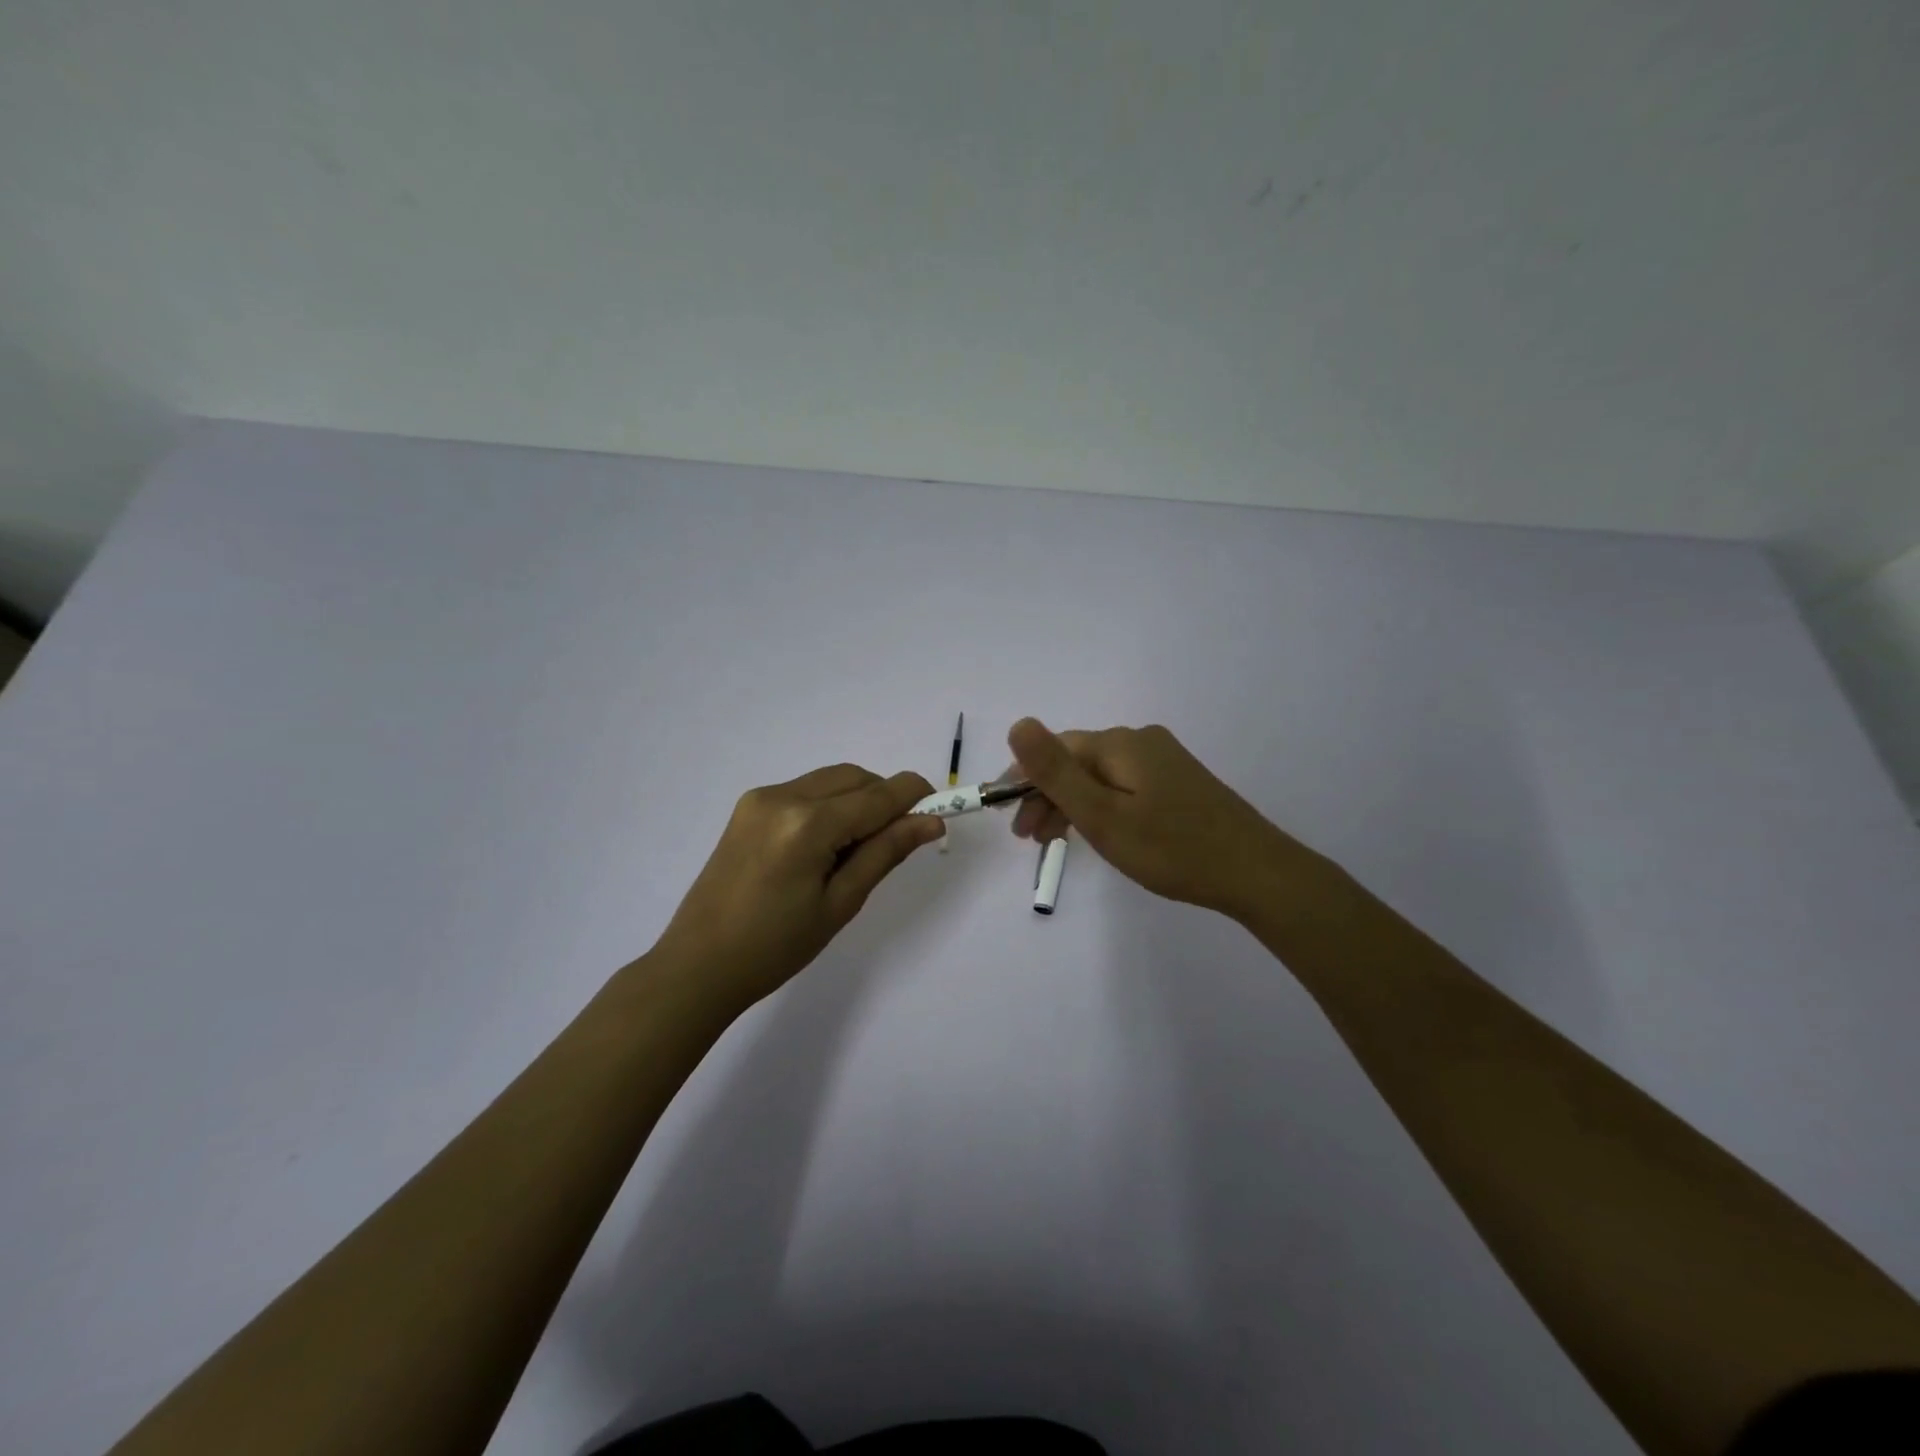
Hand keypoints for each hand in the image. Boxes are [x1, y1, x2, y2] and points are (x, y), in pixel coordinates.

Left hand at [656, 764, 944, 1007]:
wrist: (698, 964)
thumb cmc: (775, 947)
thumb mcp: (840, 903)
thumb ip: (886, 852)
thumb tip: (930, 822)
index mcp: (807, 824)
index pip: (878, 794)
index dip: (915, 796)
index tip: (941, 810)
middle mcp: (783, 796)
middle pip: (855, 777)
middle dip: (885, 798)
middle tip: (897, 841)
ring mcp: (761, 798)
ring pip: (831, 780)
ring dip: (857, 800)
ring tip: (857, 850)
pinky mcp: (748, 807)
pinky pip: (805, 790)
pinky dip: (829, 805)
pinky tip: (826, 846)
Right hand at [1006, 718, 1298, 921]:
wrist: (1255, 872)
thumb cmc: (1171, 848)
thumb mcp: (1102, 815)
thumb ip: (1056, 772)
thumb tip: (1018, 723)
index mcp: (1119, 744)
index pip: (1054, 750)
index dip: (1023, 780)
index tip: (1008, 818)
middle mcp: (1140, 741)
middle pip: (1077, 761)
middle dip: (1046, 796)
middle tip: (1029, 839)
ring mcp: (1163, 760)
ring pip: (1099, 776)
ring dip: (1071, 804)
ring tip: (1055, 842)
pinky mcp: (1178, 782)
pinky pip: (1123, 786)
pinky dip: (1101, 807)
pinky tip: (1099, 831)